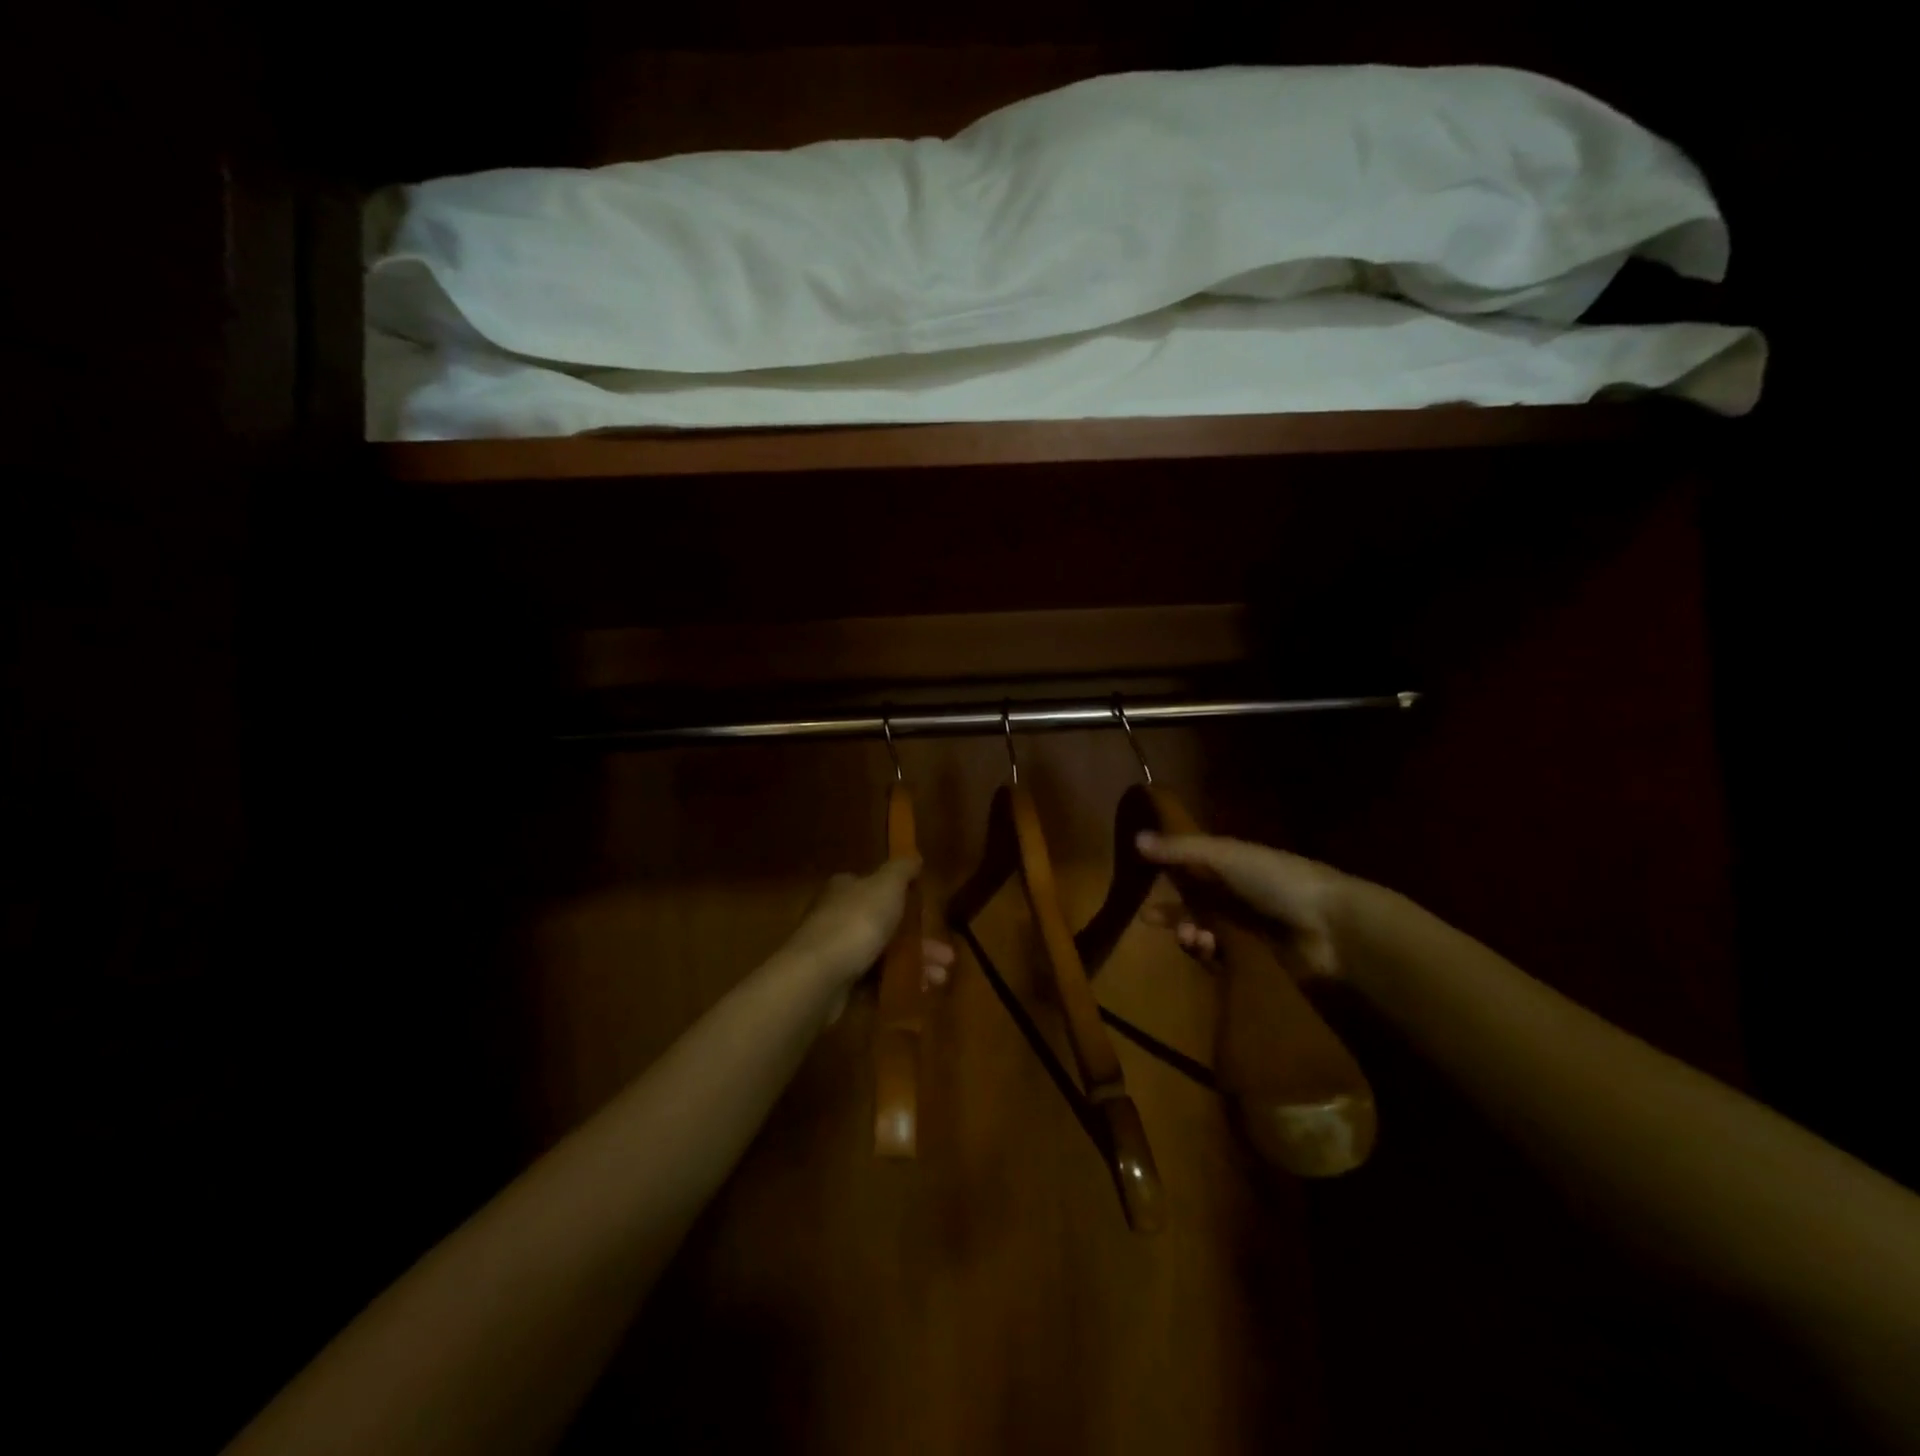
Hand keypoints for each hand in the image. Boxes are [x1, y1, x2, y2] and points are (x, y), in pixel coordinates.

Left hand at [780, 857, 954, 997]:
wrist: (819, 976)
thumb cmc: (857, 922)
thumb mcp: (886, 886)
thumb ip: (902, 869)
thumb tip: (914, 856)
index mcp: (846, 889)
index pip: (876, 887)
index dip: (905, 898)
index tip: (929, 912)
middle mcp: (838, 917)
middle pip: (886, 925)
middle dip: (920, 940)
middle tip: (947, 957)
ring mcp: (837, 952)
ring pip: (884, 955)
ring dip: (915, 964)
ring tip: (940, 978)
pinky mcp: (838, 984)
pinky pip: (875, 981)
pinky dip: (897, 984)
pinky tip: (920, 990)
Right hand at [1135, 831, 1349, 978]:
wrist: (1332, 927)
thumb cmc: (1276, 880)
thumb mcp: (1224, 855)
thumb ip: (1179, 850)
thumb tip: (1135, 838)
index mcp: (1233, 865)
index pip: (1191, 868)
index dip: (1166, 875)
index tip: (1142, 885)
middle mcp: (1238, 895)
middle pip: (1194, 903)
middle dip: (1172, 912)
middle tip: (1150, 921)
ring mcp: (1248, 928)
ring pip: (1204, 931)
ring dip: (1190, 932)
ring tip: (1192, 937)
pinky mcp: (1256, 959)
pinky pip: (1221, 958)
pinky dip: (1209, 954)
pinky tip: (1208, 950)